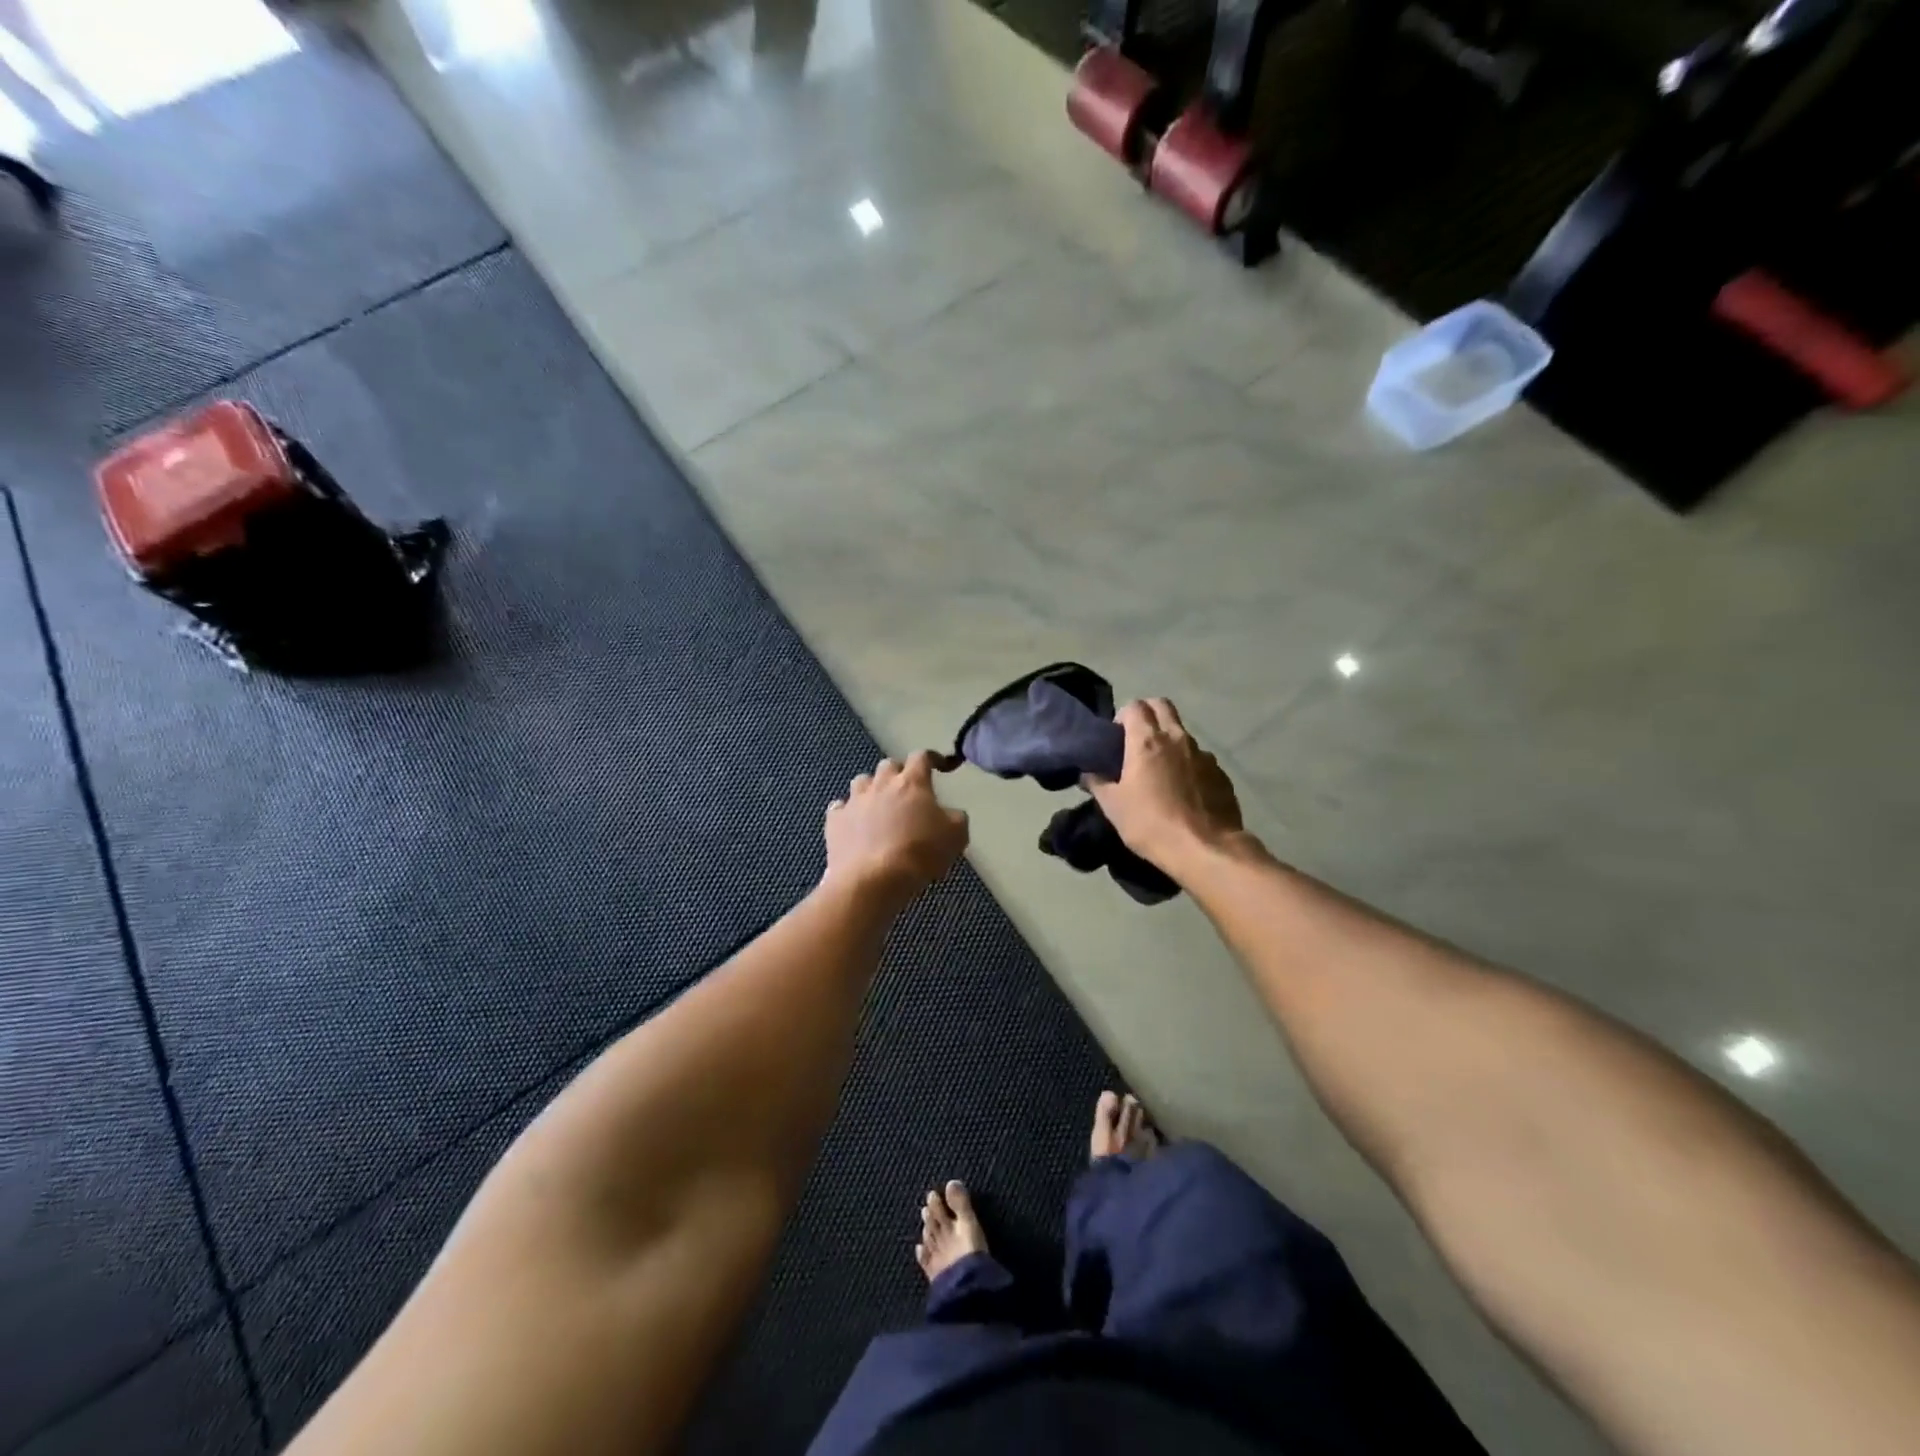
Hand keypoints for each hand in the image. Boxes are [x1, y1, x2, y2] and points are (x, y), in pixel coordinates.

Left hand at [824, 752, 969, 907]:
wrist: (873, 880)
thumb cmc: (919, 854)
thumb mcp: (956, 836)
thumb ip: (956, 818)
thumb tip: (950, 814)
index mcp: (912, 783)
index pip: (922, 757)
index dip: (932, 758)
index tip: (940, 766)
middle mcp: (881, 784)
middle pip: (889, 765)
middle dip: (898, 773)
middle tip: (907, 791)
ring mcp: (854, 801)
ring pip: (861, 781)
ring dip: (871, 788)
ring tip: (879, 805)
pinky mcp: (835, 821)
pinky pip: (840, 807)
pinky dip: (848, 812)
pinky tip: (854, 824)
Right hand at [1085, 699, 1242, 871]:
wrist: (1205, 848)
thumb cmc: (1151, 823)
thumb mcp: (1113, 806)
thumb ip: (1097, 783)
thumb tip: (1087, 772)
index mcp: (1146, 741)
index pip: (1135, 706)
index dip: (1123, 716)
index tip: (1117, 738)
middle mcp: (1177, 738)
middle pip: (1162, 706)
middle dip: (1148, 714)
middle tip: (1136, 741)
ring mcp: (1203, 754)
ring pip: (1182, 732)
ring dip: (1169, 741)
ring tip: (1161, 771)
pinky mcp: (1220, 773)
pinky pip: (1200, 758)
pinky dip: (1188, 764)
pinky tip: (1183, 791)